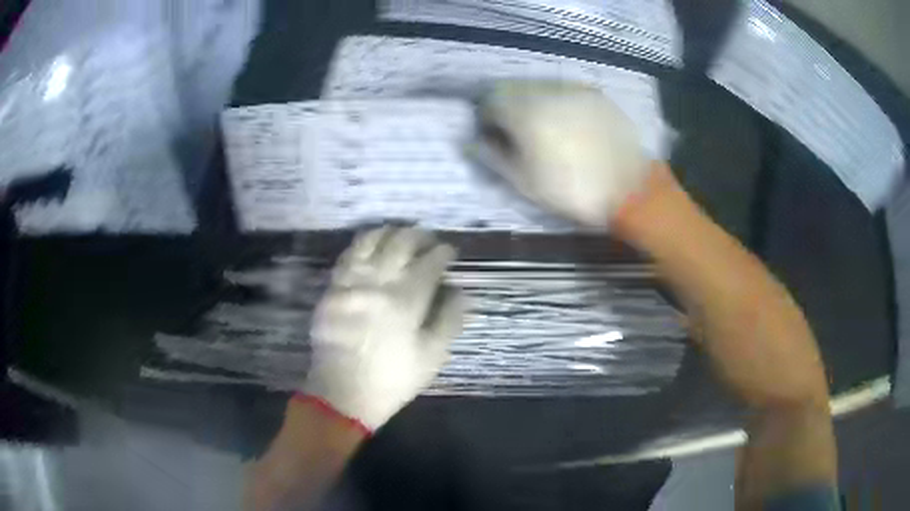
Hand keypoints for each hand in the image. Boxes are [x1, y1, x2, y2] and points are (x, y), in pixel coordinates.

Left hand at [301, 226, 464, 431]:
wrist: (343, 392)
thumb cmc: (392, 378)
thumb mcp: (432, 357)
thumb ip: (450, 320)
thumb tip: (460, 292)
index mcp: (406, 300)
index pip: (429, 263)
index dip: (443, 253)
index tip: (450, 251)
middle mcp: (378, 283)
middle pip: (400, 243)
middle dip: (419, 235)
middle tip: (427, 239)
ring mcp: (351, 282)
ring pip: (371, 241)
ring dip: (389, 232)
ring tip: (399, 234)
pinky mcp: (332, 288)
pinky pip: (348, 255)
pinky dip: (362, 244)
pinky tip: (370, 245)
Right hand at [471, 80, 649, 227]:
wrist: (630, 189)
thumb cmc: (573, 190)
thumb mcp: (525, 183)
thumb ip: (492, 157)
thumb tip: (469, 142)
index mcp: (524, 113)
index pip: (490, 101)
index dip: (486, 118)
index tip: (493, 135)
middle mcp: (546, 92)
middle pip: (512, 88)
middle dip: (507, 106)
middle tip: (517, 132)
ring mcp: (573, 89)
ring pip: (539, 87)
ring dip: (531, 101)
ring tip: (544, 128)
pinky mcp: (595, 94)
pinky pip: (564, 90)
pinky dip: (557, 102)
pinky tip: (568, 123)